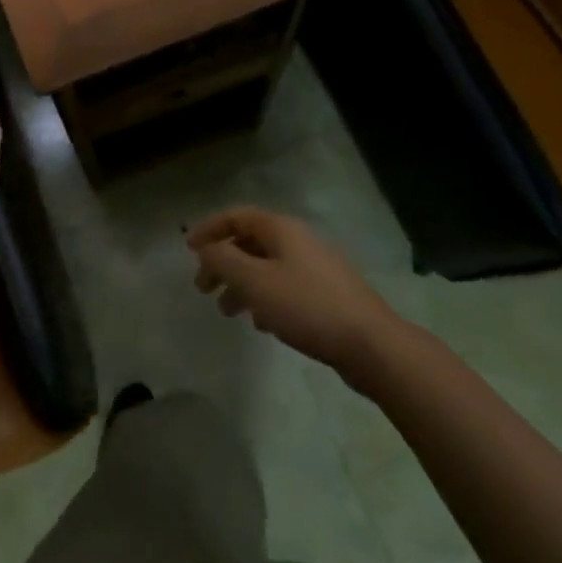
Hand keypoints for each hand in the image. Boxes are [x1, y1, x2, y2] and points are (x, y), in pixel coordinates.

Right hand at [187, 207, 411, 395]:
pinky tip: (261, 323)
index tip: (188, 248)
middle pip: (250, 242)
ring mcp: (317, 268)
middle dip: (223, 262)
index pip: (236, 216)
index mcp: (281, 229)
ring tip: (227, 312)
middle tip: (203, 287)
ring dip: (241, 284)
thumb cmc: (306, 306)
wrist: (373, 345)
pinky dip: (264, 297)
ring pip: (267, 267)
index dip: (209, 228)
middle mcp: (299, 240)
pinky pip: (285, 287)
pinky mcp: (328, 295)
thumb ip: (223, 260)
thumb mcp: (254, 281)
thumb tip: (206, 249)